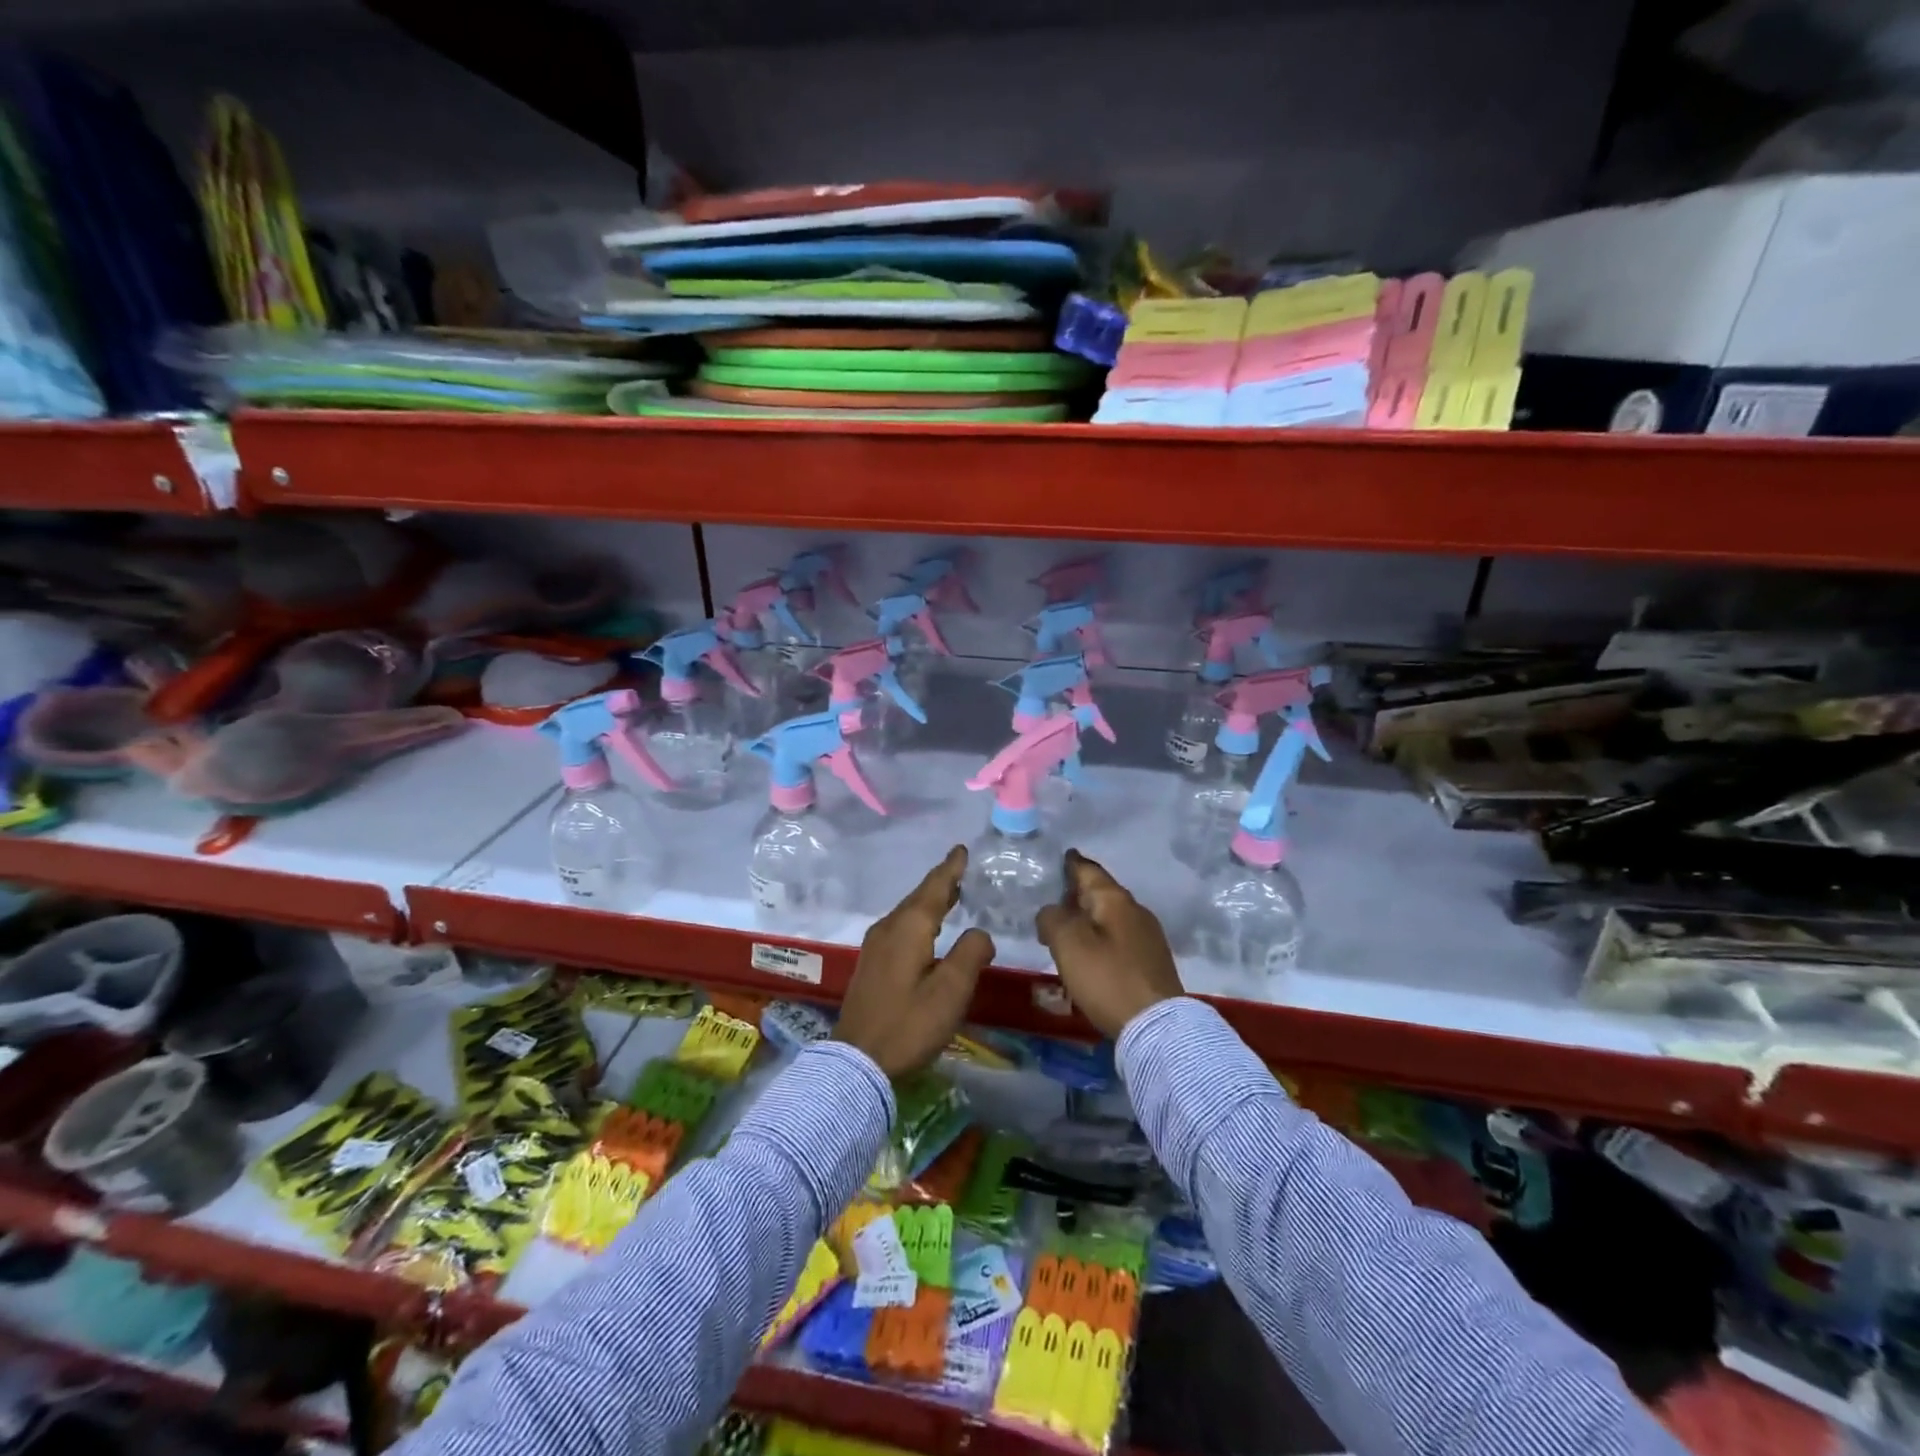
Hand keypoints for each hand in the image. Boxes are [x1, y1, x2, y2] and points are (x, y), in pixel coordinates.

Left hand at [835, 845, 994, 1077]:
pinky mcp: (872, 965)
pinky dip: (919, 919)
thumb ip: (970, 954)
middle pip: (918, 898)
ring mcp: (875, 947)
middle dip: (940, 883)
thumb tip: (980, 933)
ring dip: (929, 901)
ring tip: (950, 894)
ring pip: (908, 913)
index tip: (961, 849)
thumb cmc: (908, 1025)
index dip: (950, 869)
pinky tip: (928, 930)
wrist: (857, 1062)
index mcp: (908, 928)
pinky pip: (900, 928)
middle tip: (960, 869)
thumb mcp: (950, 991)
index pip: (934, 888)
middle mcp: (888, 929)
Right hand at [1036, 849, 1182, 1037]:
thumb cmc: (1107, 978)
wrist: (1157, 1026)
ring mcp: (1148, 937)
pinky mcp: (1151, 962)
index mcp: (1115, 900)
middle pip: (1101, 893)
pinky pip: (1118, 939)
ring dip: (1087, 919)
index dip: (1071, 864)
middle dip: (1077, 894)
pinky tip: (1088, 954)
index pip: (1089, 871)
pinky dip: (1099, 938)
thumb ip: (1052, 919)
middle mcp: (1135, 911)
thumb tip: (1051, 912)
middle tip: (1053, 899)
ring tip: (1065, 930)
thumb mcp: (1068, 944)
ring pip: (1110, 917)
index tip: (1061, 856)